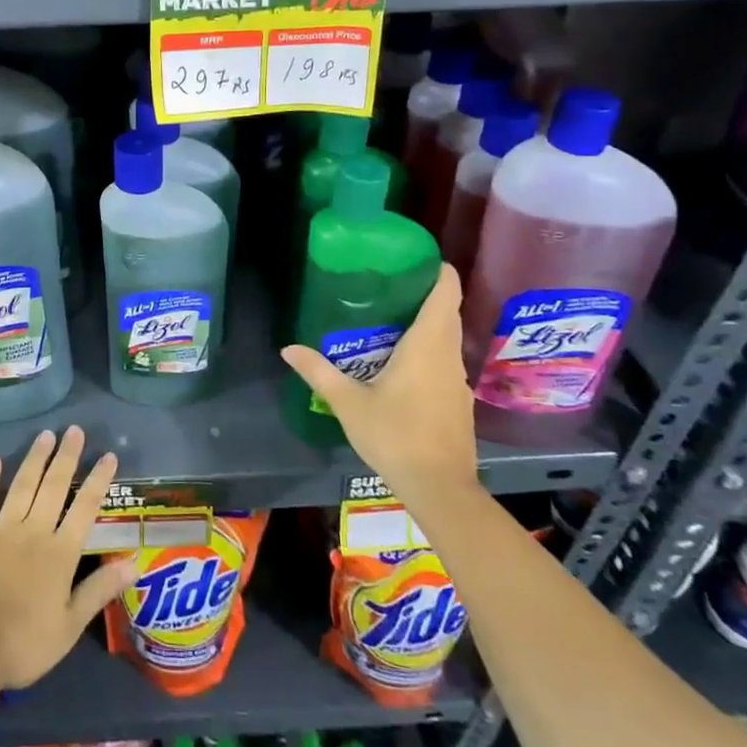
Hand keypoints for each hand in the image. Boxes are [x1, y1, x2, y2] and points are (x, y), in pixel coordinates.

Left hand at [0, 427, 139, 691]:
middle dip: (67, 457)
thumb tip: (135, 563)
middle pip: (54, 486)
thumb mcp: (69, 625)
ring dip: (35, 459)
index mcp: (60, 553)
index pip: (85, 508)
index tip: (108, 455)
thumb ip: (99, 589)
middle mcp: (34, 531)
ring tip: (45, 435)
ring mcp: (1, 529)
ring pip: (22, 485)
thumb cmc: (23, 644)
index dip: (98, 480)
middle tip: (75, 430)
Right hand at [280, 265, 479, 498]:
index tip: (419, 258)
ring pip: (447, 338)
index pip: (446, 293)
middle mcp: (448, 356)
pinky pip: (445, 361)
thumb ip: (319, 372)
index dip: (439, 271)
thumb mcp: (349, 403)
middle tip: (391, 284)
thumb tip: (288, 348)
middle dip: (426, 294)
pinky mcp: (459, 401)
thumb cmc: (395, 436)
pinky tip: (403, 362)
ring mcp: (458, 380)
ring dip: (428, 324)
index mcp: (427, 345)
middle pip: (448, 312)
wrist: (440, 488)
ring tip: (391, 318)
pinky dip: (430, 350)